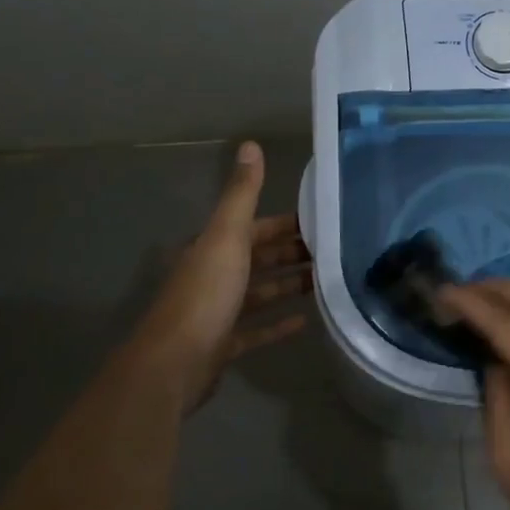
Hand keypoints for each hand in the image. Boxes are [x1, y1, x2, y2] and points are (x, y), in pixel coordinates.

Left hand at [121, 142, 312, 410]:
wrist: (173, 365)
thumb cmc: (205, 295)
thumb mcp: (227, 237)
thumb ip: (242, 194)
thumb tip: (249, 144)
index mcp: (215, 248)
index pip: (256, 227)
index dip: (287, 223)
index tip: (324, 221)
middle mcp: (215, 275)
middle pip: (260, 258)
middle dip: (294, 253)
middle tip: (336, 251)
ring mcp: (218, 312)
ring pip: (261, 292)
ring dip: (290, 285)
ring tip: (328, 281)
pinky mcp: (224, 345)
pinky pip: (257, 330)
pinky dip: (278, 323)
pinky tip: (305, 321)